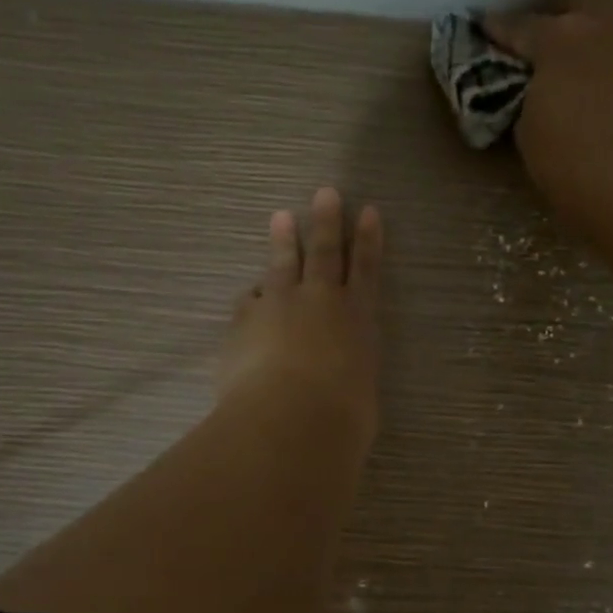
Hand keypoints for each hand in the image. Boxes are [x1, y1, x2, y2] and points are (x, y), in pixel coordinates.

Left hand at [218, 187, 383, 446]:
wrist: (289, 419)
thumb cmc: (342, 417)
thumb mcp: (360, 397)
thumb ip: (350, 376)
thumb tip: (340, 378)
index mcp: (358, 319)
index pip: (366, 270)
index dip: (368, 240)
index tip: (369, 211)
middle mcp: (320, 302)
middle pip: (324, 252)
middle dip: (327, 221)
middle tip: (326, 193)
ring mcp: (278, 307)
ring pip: (282, 266)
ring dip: (283, 241)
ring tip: (281, 217)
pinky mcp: (244, 323)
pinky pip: (250, 302)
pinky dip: (254, 296)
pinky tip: (252, 295)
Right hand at [483, 0, 612, 233]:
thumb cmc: (567, 162)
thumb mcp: (529, 127)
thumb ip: (531, 93)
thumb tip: (537, 87)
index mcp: (559, 38)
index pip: (521, 24)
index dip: (499, 28)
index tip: (487, 28)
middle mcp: (604, 25)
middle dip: (565, 3)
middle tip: (550, 32)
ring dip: (603, 17)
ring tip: (589, 49)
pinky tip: (612, 81)